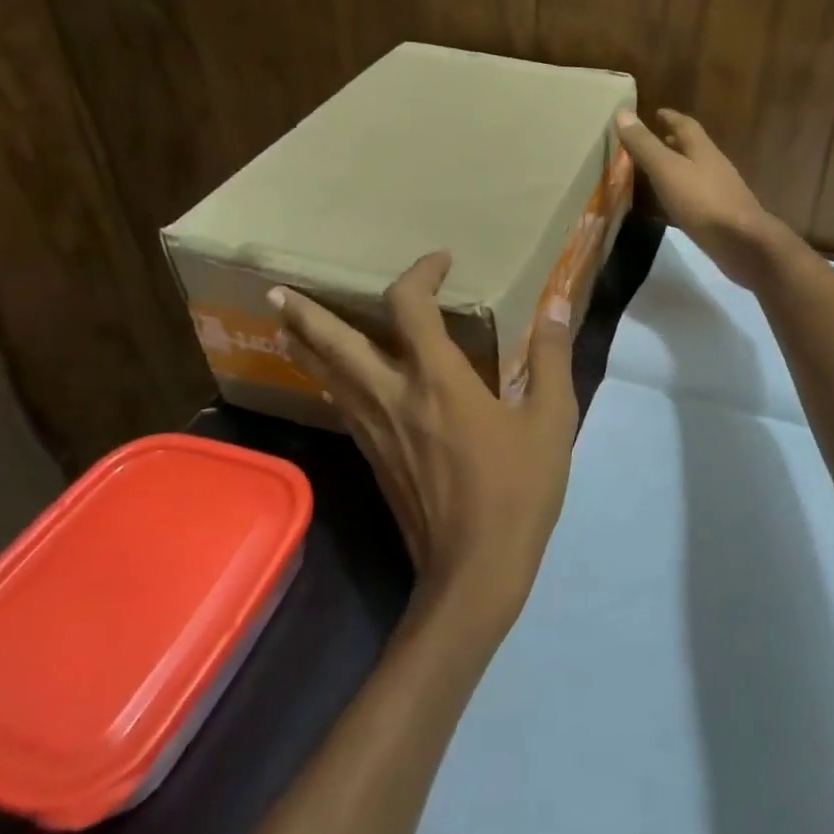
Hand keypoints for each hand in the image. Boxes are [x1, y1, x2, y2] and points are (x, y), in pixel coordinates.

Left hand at [269, 251, 577, 621]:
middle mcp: (393, 396)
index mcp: (438, 379)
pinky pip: (340, 406)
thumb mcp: (552, 419)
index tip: (440, 261)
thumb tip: (555, 302)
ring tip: (286, 325)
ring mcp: (374, 431)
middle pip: (335, 344)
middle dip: (307, 313)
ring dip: (305, 345)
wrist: (474, 571)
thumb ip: (551, 356)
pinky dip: (326, 381)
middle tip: (279, 291)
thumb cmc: (517, 490)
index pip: (410, 306)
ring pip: (326, 377)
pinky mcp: (372, 459)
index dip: (420, 273)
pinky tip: (329, 382)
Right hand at [614, 108, 787, 287]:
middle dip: (674, 141)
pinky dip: (681, 194)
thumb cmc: (703, 202)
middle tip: (654, 140)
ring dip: (677, 168)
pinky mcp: (719, 216)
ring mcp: (719, 192)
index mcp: (702, 150)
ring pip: (695, 172)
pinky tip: (670, 205)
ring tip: (656, 171)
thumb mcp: (667, 170)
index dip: (670, 117)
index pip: (686, 125)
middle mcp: (714, 166)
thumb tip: (622, 112)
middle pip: (693, 148)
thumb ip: (645, 145)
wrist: (742, 243)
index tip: (656, 112)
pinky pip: (696, 198)